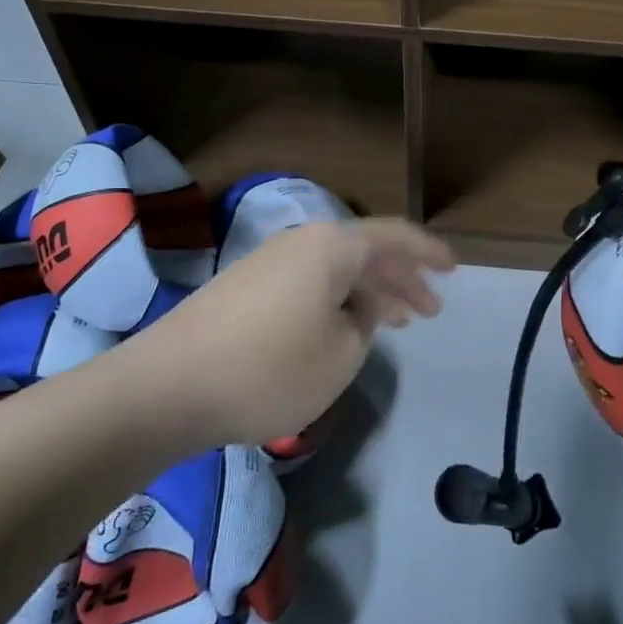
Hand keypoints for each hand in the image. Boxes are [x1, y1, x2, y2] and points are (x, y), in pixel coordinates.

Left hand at [134, 218, 454, 445]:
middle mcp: (302, 242)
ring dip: (369, 292)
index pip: (394, 237)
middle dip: (401, 279)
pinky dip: (336, 301)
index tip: (455, 269)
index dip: (429, 253)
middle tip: (428, 310)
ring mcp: (269, 262)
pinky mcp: (245, 287)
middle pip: (365, 252)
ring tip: (395, 322)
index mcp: (332, 246)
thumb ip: (365, 323)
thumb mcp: (342, 354)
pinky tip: (340, 329)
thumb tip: (359, 306)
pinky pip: (308, 283)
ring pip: (336, 269)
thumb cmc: (269, 368)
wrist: (167, 386)